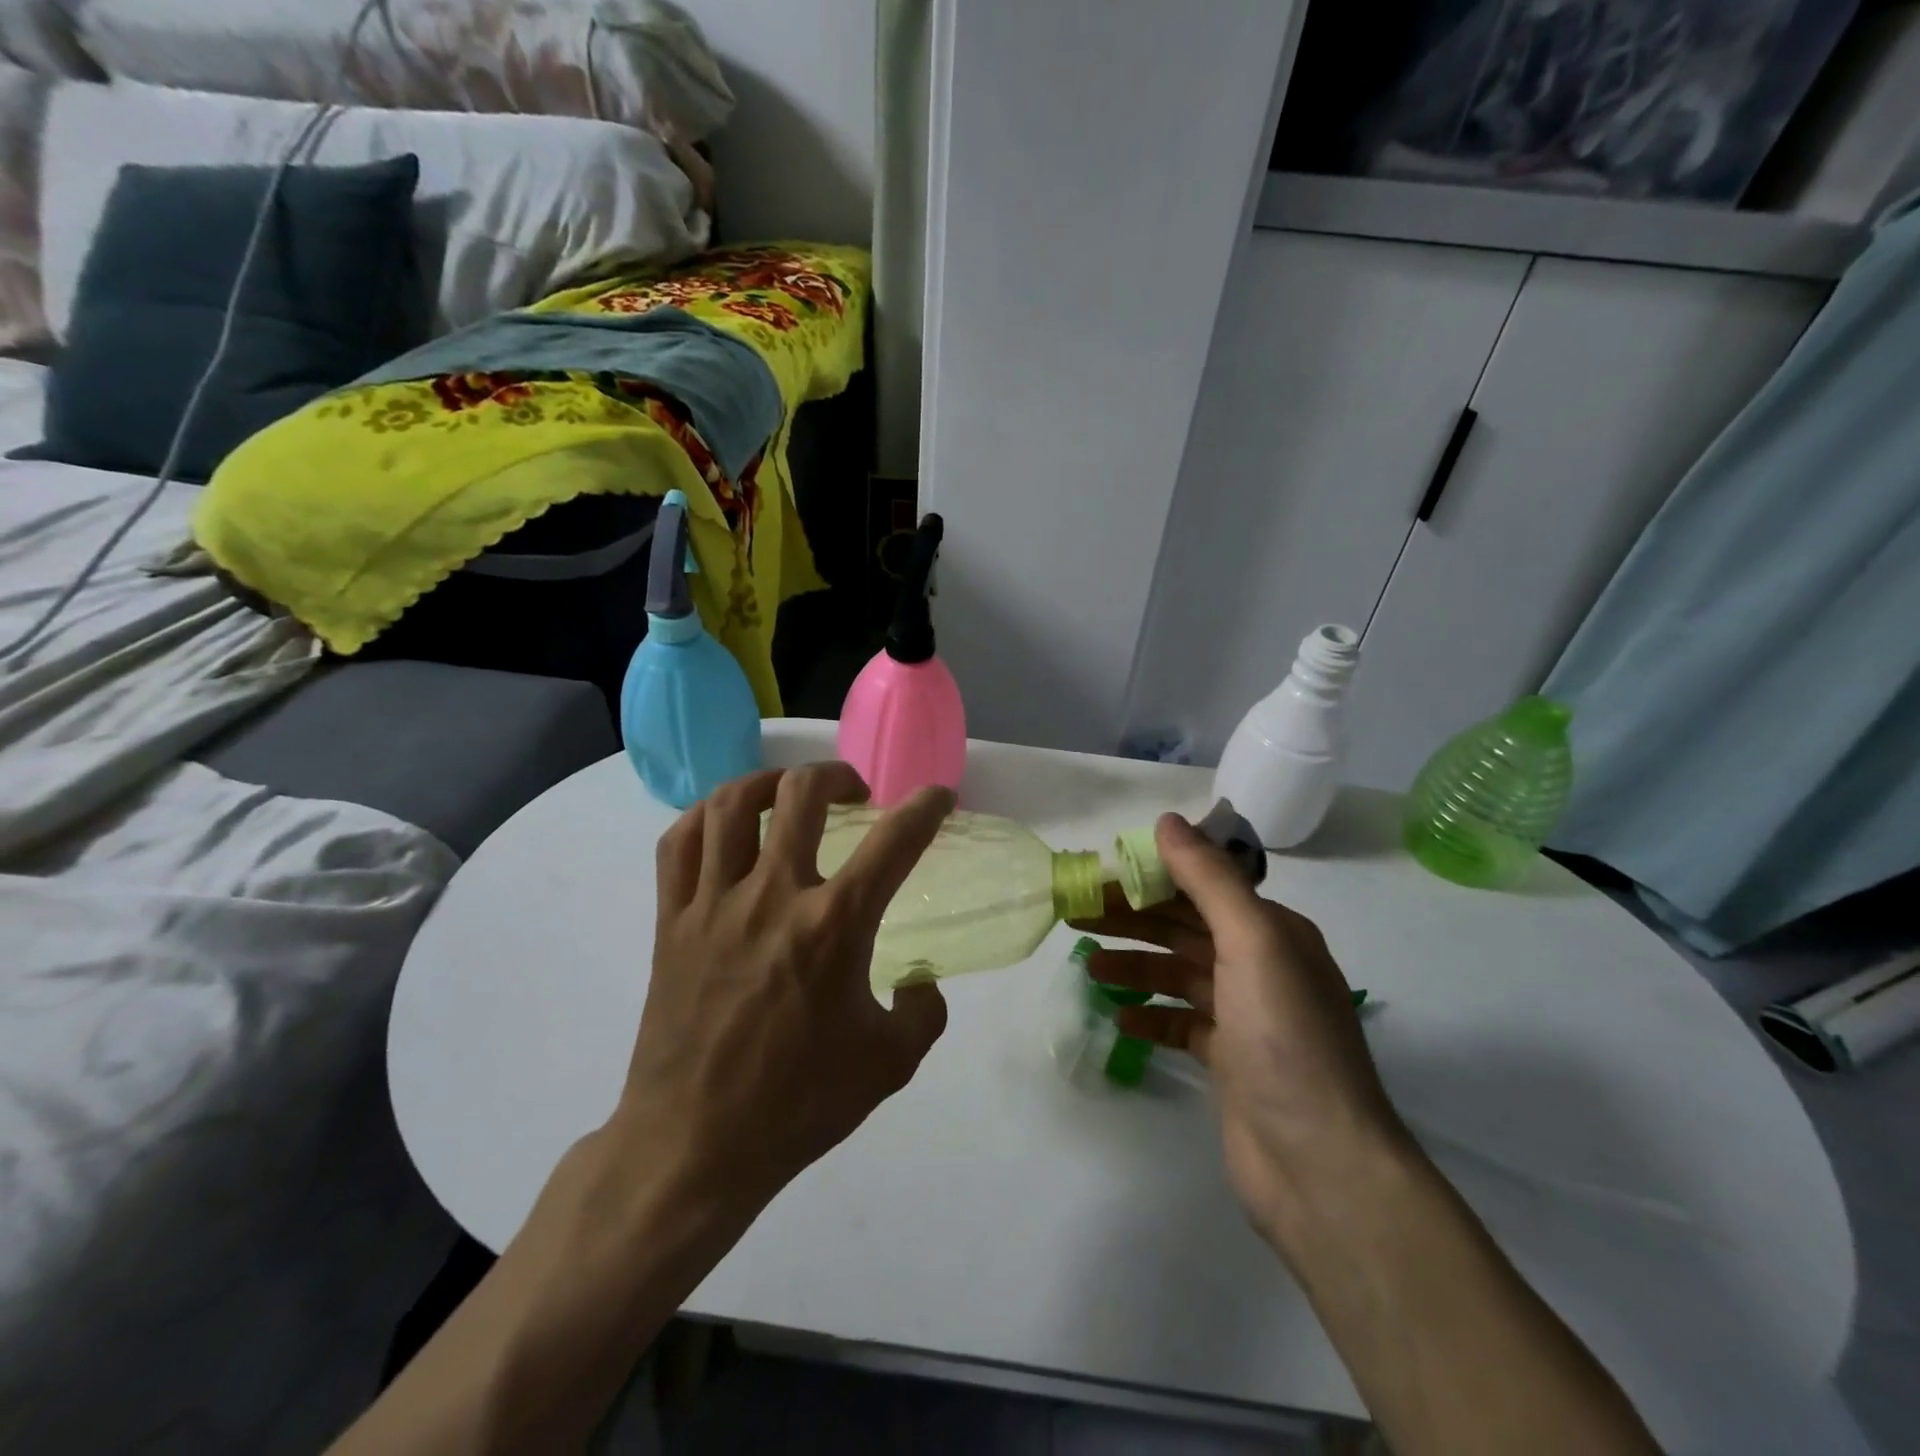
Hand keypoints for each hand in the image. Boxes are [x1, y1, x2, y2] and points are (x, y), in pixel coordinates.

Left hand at [611, 763, 953, 1213]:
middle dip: (837, 776)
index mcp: (834, 926)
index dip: (925, 808)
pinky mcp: (671, 919)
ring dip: (770, 783)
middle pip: (801, 794)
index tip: (938, 798)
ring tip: (789, 794)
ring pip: (733, 804)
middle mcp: (773, 896)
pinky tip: (727, 823)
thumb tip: (919, 980)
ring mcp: (714, 903)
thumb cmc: (798, 1104)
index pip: (894, 842)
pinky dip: (707, 815)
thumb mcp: (890, 1064)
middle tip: (853, 793)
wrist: (694, 1144)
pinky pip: (680, 841)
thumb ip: (923, 1011)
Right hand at [1072, 813, 1409, 1247]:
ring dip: (1134, 963)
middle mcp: (1262, 965)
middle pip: (1184, 927)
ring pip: (1177, 973)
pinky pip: (1179, 1022)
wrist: (1321, 1164)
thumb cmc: (1286, 1039)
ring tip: (1088, 964)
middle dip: (1131, 917)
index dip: (1151, 875)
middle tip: (1075, 914)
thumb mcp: (1252, 942)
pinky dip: (1149, 1014)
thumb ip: (1209, 879)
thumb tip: (1168, 820)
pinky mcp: (1229, 1060)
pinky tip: (1118, 1016)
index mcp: (1273, 931)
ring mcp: (1246, 1016)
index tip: (1100, 873)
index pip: (1202, 886)